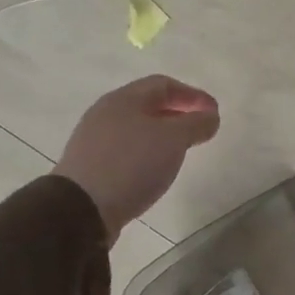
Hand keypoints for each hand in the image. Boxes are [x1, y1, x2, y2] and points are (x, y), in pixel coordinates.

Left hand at [55, 76, 220, 242]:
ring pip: (136, 127)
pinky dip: (146, 152)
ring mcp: (94, 140)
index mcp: (124, 99)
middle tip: (200, 129)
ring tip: (180, 150)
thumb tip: (210, 116)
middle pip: (148, 104)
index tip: (214, 113)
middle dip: (178, 113)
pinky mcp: (89, 165)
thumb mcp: (174, 139)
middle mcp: (105, 113)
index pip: (164, 84)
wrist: (80, 210)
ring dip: (162, 134)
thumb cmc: (132, 164)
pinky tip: (154, 168)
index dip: (193, 95)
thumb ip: (197, 123)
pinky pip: (125, 149)